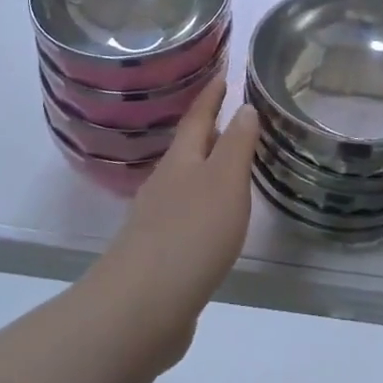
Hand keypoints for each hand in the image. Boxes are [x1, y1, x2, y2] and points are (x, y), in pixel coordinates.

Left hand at [89, 76, 260, 368]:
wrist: (138, 310)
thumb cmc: (190, 235)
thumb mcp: (225, 182)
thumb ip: (237, 144)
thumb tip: (245, 107)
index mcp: (181, 161)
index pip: (198, 117)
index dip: (211, 95)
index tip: (222, 73)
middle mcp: (165, 184)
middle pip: (188, 149)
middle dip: (208, 130)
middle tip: (231, 113)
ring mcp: (156, 221)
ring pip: (185, 182)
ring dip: (206, 168)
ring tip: (230, 164)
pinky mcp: (157, 255)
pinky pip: (184, 216)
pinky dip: (202, 206)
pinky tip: (214, 221)